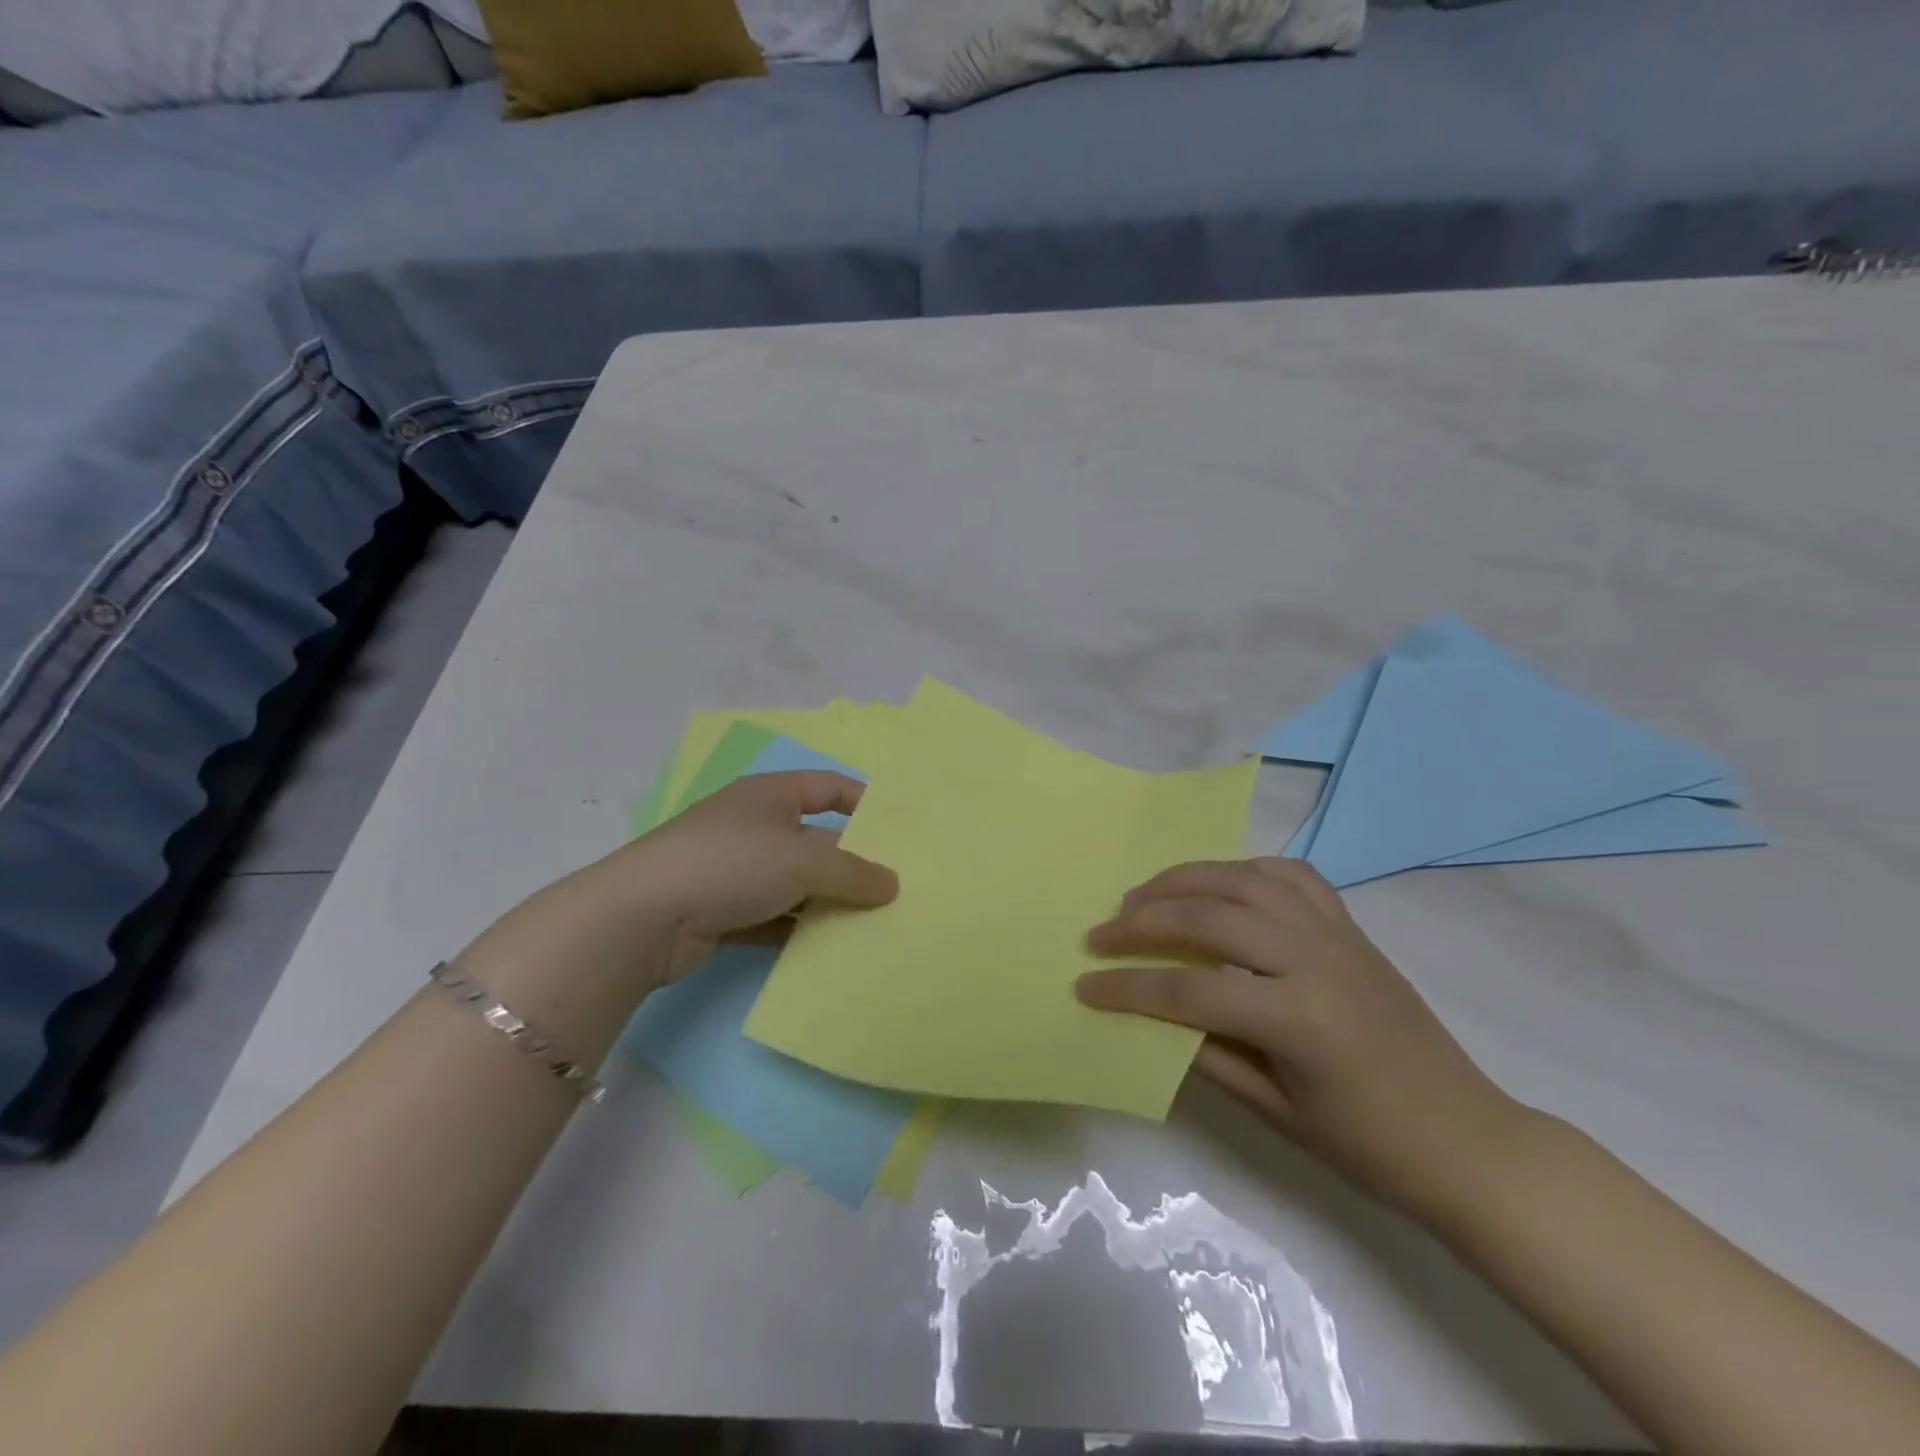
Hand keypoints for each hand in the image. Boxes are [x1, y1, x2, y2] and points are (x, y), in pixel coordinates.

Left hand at [458, 772, 897, 1006]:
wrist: (641, 920)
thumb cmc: (729, 864)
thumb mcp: (801, 860)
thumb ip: (852, 872)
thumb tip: (893, 884)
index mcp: (770, 795)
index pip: (828, 787)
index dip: (864, 803)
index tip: (899, 832)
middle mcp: (753, 826)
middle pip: (816, 840)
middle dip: (851, 864)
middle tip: (895, 889)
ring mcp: (735, 871)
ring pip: (796, 884)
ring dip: (827, 903)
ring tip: (873, 924)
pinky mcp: (723, 913)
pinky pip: (775, 919)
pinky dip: (799, 931)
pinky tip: (830, 950)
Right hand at [1076, 857, 1522, 1215]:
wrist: (1469, 1140)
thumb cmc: (1371, 1145)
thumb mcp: (1277, 1112)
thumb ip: (1209, 1053)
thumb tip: (1154, 1015)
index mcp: (1298, 1018)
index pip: (1189, 992)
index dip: (1128, 989)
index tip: (1083, 986)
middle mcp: (1314, 958)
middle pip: (1208, 917)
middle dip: (1142, 921)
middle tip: (1101, 932)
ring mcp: (1335, 933)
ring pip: (1242, 879)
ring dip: (1183, 880)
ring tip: (1142, 895)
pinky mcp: (1349, 925)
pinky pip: (1289, 875)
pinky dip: (1243, 869)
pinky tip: (1217, 883)